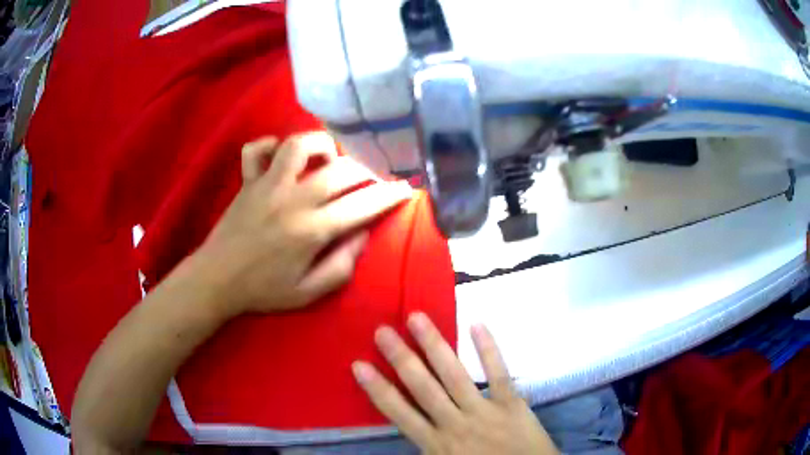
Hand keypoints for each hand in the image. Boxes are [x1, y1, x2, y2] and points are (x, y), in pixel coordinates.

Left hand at [197, 132, 411, 316]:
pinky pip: (256, 149)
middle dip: (368, 169)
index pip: (363, 205)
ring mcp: (267, 183)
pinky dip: (270, 146)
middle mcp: (293, 198)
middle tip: (374, 177)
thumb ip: (341, 266)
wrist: (217, 279)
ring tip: (330, 159)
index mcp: (312, 229)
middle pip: (342, 169)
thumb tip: (362, 234)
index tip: (406, 188)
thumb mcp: (308, 293)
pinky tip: (280, 158)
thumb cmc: (263, 290)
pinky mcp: (248, 180)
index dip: (390, 195)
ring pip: (300, 144)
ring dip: (323, 146)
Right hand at [352, 313, 558, 454]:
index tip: (359, 365)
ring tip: (417, 318)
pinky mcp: (512, 404)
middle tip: (382, 330)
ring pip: (454, 375)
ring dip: (434, 346)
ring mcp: (484, 411)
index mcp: (436, 444)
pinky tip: (476, 325)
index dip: (378, 389)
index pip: (399, 413)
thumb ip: (425, 448)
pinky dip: (488, 350)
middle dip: (400, 358)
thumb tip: (406, 426)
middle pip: (423, 387)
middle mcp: (455, 424)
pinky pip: (498, 374)